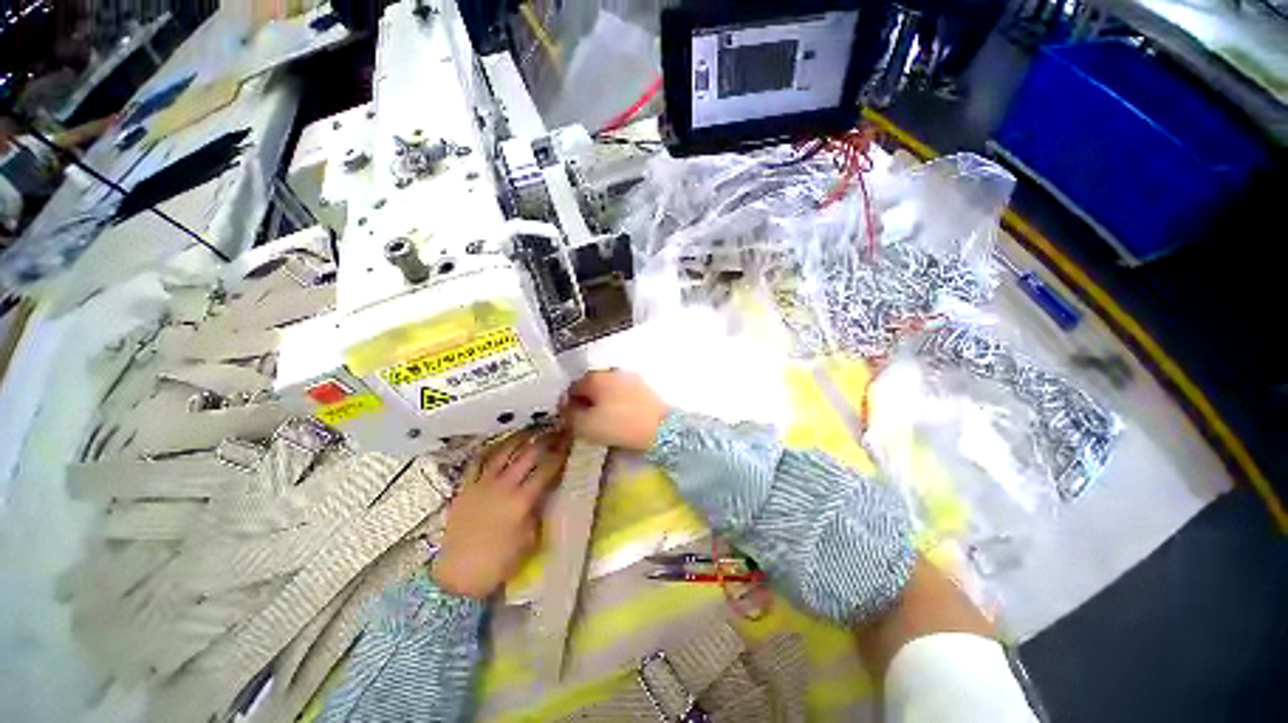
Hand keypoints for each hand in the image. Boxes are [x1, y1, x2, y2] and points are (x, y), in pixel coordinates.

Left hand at [432, 429, 571, 598]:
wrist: (458, 576)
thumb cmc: (498, 562)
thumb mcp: (529, 539)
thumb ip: (538, 511)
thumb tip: (545, 492)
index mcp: (521, 500)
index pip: (547, 469)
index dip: (560, 454)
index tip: (570, 443)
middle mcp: (503, 486)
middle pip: (528, 454)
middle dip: (545, 440)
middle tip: (556, 431)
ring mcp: (482, 484)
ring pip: (503, 451)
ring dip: (520, 438)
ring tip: (531, 430)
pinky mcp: (465, 487)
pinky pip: (478, 461)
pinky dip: (490, 449)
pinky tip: (499, 444)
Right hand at [564, 370, 667, 451]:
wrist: (660, 428)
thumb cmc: (619, 425)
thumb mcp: (585, 426)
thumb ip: (569, 416)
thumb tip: (565, 410)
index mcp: (594, 377)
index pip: (571, 388)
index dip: (567, 405)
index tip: (569, 421)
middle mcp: (611, 372)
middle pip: (591, 387)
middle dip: (586, 403)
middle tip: (586, 422)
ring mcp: (630, 378)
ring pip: (608, 390)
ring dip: (602, 403)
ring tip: (604, 422)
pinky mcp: (644, 387)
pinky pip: (622, 394)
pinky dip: (618, 404)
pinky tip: (620, 418)